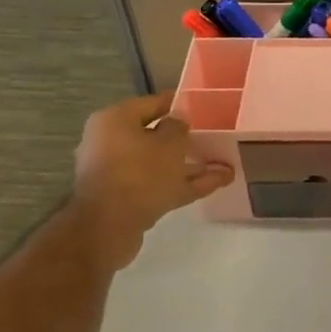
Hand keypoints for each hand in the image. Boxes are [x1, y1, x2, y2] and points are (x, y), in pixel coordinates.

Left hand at [72, 93, 233, 269]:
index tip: (202, 106)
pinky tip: (215, 184)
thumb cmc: (140, 173)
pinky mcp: (125, 199)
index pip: (152, 103)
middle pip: (154, 136)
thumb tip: (178, 121)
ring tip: (223, 165)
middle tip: (212, 138)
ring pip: (159, 164)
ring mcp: (117, 173)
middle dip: (184, 140)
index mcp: (115, 120)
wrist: (108, 227)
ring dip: (188, 165)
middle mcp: (110, 142)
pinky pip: (158, 185)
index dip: (178, 104)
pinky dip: (183, 184)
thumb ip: (179, 128)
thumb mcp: (170, 143)